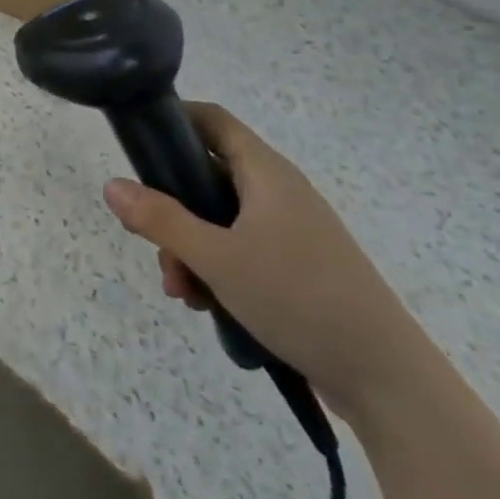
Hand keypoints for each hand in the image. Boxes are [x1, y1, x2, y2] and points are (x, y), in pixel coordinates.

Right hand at [102, 101, 429, 422]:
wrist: (387, 379)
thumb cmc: (299, 298)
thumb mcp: (217, 258)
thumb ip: (160, 220)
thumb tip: (112, 185)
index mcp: (266, 173)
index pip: (212, 120)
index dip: (173, 119)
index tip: (136, 141)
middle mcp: (278, 193)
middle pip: (205, 178)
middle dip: (170, 211)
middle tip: (154, 246)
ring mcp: (289, 232)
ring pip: (218, 222)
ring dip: (189, 250)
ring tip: (184, 293)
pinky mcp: (296, 267)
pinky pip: (239, 252)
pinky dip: (216, 271)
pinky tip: (208, 307)